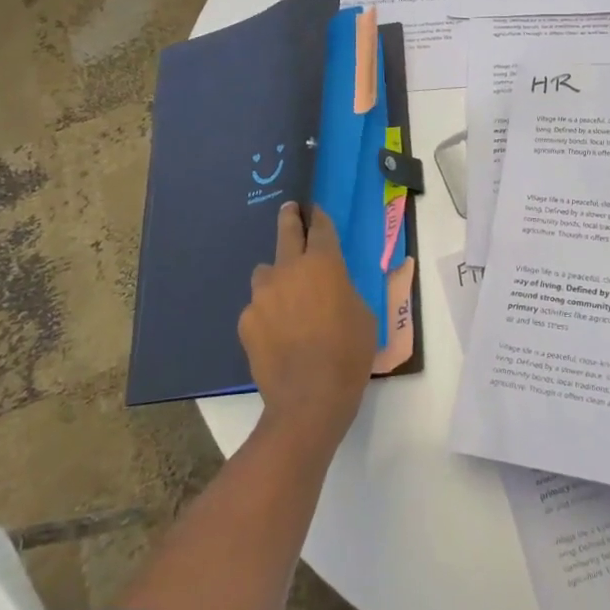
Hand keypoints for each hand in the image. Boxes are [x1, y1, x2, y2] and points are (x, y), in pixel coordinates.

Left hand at [239, 203, 376, 450]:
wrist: (309, 399)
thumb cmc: (348, 354)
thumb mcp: (364, 314)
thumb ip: (345, 290)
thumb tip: (332, 287)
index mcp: (323, 263)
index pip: (320, 227)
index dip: (319, 216)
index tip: (315, 210)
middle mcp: (288, 269)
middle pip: (286, 231)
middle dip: (290, 217)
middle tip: (291, 210)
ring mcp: (262, 294)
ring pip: (266, 272)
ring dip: (277, 276)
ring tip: (287, 298)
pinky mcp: (246, 320)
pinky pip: (258, 306)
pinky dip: (267, 312)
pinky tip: (278, 335)